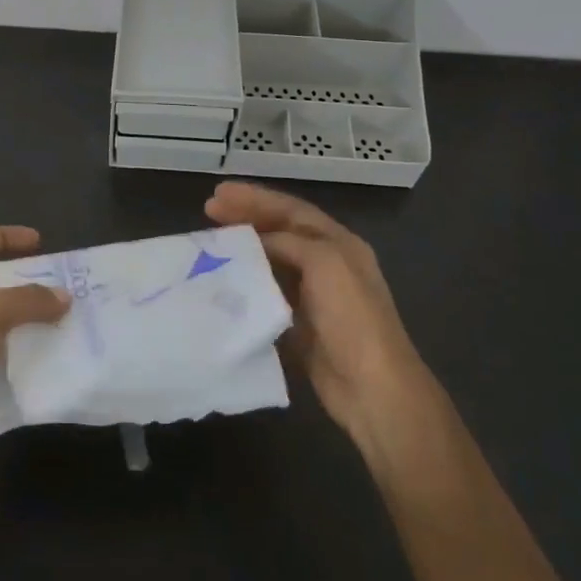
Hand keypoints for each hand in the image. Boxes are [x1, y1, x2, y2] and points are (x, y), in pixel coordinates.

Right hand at [205, 181, 428, 450]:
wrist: (372, 388)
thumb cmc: (352, 318)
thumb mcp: (324, 263)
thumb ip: (289, 242)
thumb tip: (255, 242)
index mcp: (339, 244)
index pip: (292, 210)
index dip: (256, 198)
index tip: (220, 192)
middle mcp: (327, 264)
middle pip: (280, 232)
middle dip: (246, 218)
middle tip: (208, 211)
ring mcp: (313, 296)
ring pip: (271, 262)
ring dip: (243, 250)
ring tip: (210, 243)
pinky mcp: (300, 325)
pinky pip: (267, 295)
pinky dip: (246, 285)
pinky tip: (223, 283)